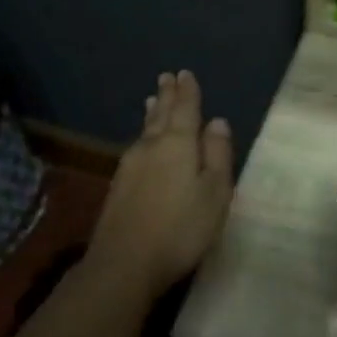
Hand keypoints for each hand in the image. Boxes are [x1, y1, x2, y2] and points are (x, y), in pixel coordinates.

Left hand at [87, 71, 234, 300]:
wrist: (125, 263)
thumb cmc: (181, 228)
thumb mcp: (214, 192)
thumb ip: (217, 154)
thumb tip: (218, 121)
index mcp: (179, 144)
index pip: (185, 109)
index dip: (188, 92)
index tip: (186, 74)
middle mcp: (152, 147)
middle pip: (161, 115)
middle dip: (167, 96)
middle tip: (167, 77)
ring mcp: (131, 166)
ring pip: (145, 130)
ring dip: (152, 113)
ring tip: (152, 100)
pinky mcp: (119, 185)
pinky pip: (136, 146)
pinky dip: (143, 134)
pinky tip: (142, 140)